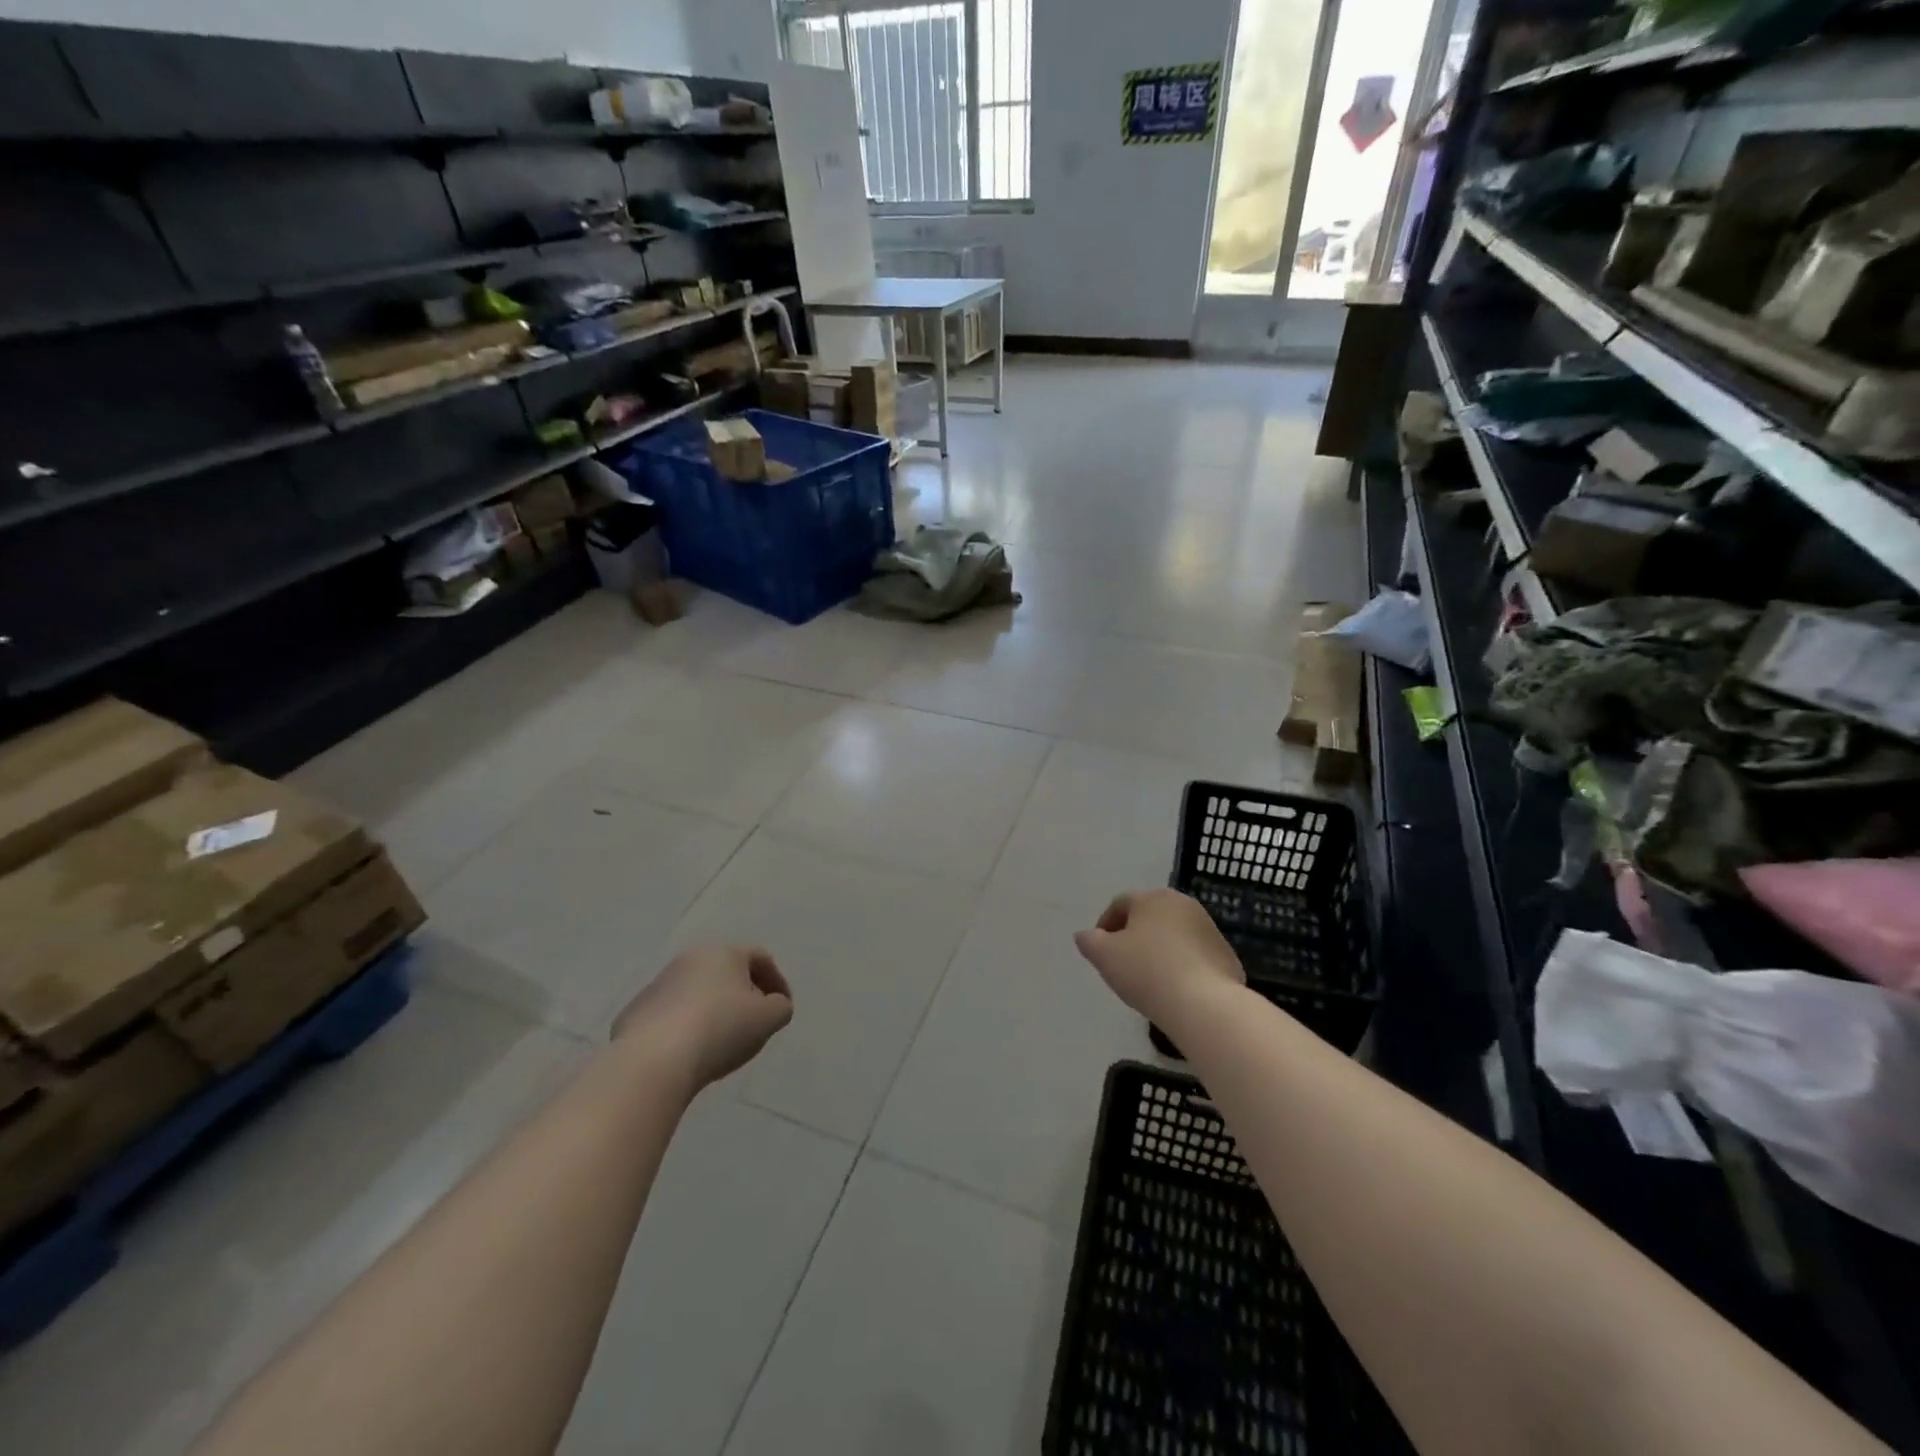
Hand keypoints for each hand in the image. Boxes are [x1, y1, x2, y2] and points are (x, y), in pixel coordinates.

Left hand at [612, 945, 793, 1089]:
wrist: (652, 1060)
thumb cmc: (720, 1030)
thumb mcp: (769, 1019)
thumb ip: (780, 1007)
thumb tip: (773, 1005)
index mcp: (724, 953)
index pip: (759, 958)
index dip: (777, 982)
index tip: (781, 1009)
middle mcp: (689, 960)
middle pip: (725, 972)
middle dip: (742, 995)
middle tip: (752, 1024)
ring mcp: (658, 985)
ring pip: (696, 993)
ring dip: (711, 1011)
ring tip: (719, 1044)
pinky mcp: (634, 1012)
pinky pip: (670, 1016)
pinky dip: (684, 1029)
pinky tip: (687, 1054)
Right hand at [1074, 889, 1244, 1021]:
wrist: (1204, 1004)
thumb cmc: (1147, 972)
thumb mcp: (1104, 956)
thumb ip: (1089, 941)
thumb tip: (1085, 935)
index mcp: (1153, 898)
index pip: (1120, 904)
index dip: (1105, 926)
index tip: (1099, 951)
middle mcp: (1183, 905)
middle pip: (1150, 917)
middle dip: (1134, 937)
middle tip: (1122, 964)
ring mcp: (1209, 929)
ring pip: (1174, 935)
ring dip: (1159, 951)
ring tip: (1149, 980)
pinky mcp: (1226, 956)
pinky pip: (1195, 956)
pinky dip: (1182, 966)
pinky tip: (1174, 989)